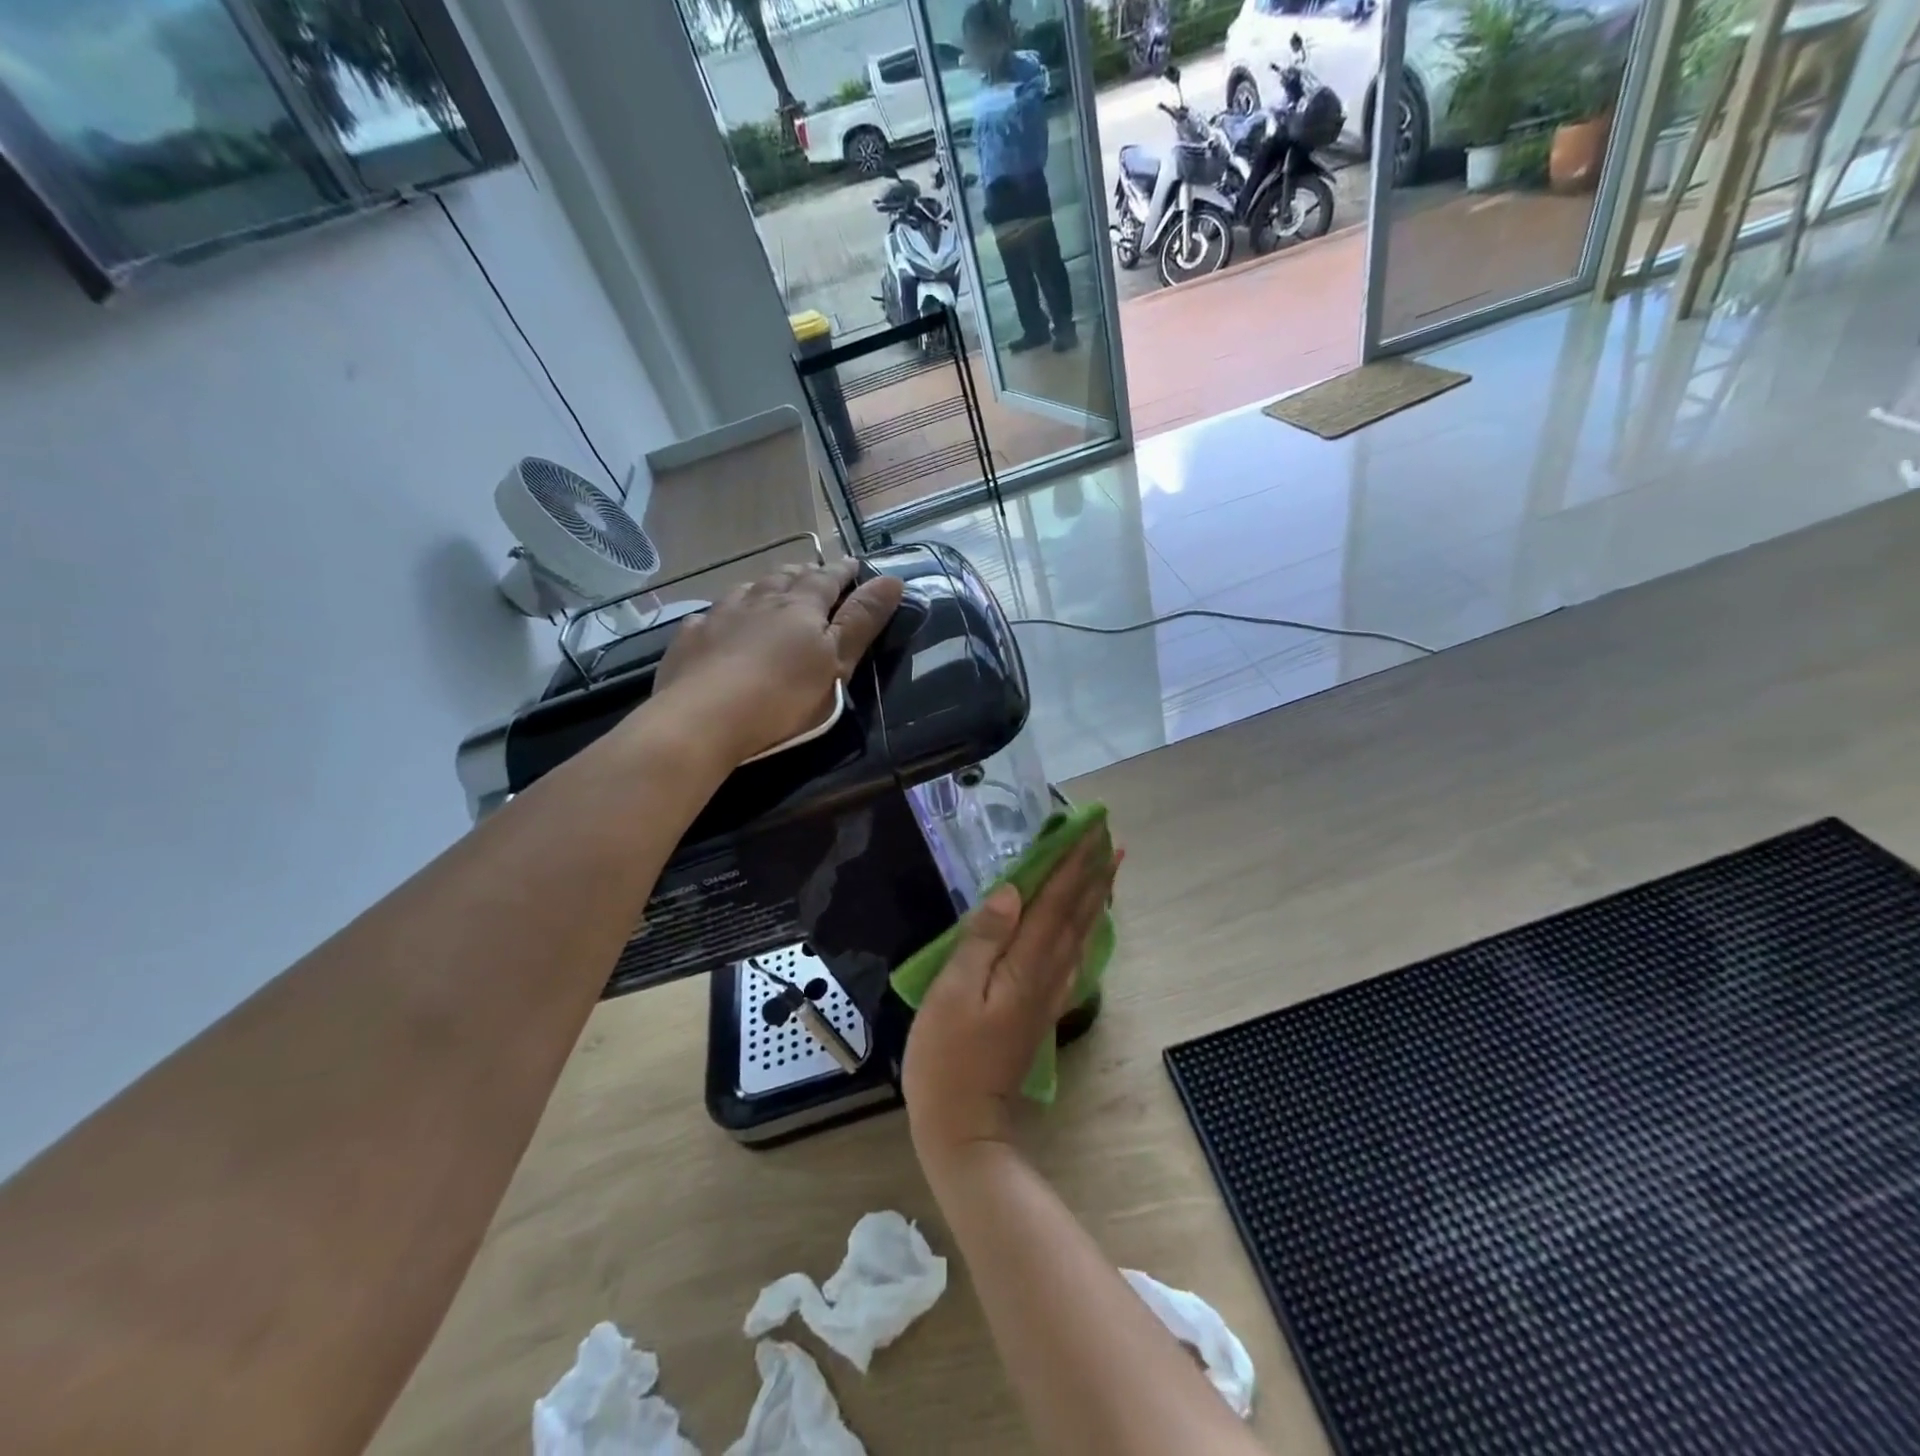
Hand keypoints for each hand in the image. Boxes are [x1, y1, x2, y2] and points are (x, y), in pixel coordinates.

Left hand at [651, 558, 903, 765]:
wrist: (705, 718)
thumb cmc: (784, 696)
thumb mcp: (836, 663)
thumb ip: (862, 621)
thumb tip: (893, 578)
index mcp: (801, 605)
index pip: (827, 578)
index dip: (843, 571)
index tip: (854, 564)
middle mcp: (760, 599)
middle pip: (785, 576)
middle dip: (803, 573)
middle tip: (814, 574)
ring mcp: (720, 615)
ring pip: (747, 589)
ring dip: (764, 586)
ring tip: (771, 590)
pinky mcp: (690, 637)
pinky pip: (709, 615)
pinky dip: (723, 613)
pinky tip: (719, 622)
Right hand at [903, 827, 1117, 1163]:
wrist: (964, 1123)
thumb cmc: (945, 1055)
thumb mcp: (952, 993)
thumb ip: (982, 940)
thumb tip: (1012, 892)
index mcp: (1024, 965)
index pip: (1054, 901)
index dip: (1072, 863)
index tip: (1090, 830)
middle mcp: (1045, 973)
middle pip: (1075, 914)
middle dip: (1092, 872)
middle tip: (1109, 837)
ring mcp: (1047, 994)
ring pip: (1080, 934)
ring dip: (1095, 897)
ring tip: (1108, 869)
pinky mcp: (1041, 1010)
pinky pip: (1073, 958)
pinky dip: (1086, 932)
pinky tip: (1089, 927)